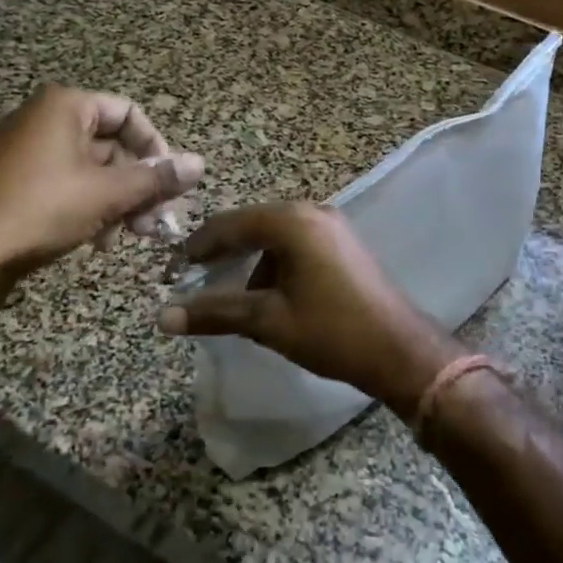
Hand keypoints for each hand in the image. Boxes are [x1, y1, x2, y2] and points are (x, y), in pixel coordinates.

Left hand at [0, 86, 202, 285]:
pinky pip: (66, 185)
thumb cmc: (41, 209)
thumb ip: (156, 178)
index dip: (156, 148)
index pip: (129, 113)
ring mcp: (26, 151)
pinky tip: (99, 240)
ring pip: (91, 170)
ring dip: (118, 201)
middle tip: (157, 221)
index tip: (170, 184)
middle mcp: (44, 119)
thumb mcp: (108, 193)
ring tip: (131, 236)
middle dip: (139, 184)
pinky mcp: (15, 182)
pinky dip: (89, 207)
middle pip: (111, 144)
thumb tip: (200, 164)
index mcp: (65, 105)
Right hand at [158, 203, 460, 418]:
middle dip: (222, 252)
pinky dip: (275, 263)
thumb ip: (216, 312)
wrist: (400, 350)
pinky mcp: (343, 243)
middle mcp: (311, 212)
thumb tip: (163, 316)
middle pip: (252, 225)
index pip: (230, 224)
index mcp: (291, 222)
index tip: (172, 271)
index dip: (197, 247)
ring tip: (231, 295)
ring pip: (274, 236)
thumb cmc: (331, 331)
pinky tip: (268, 295)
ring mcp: (331, 225)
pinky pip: (296, 244)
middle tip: (193, 279)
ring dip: (250, 260)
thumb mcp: (268, 321)